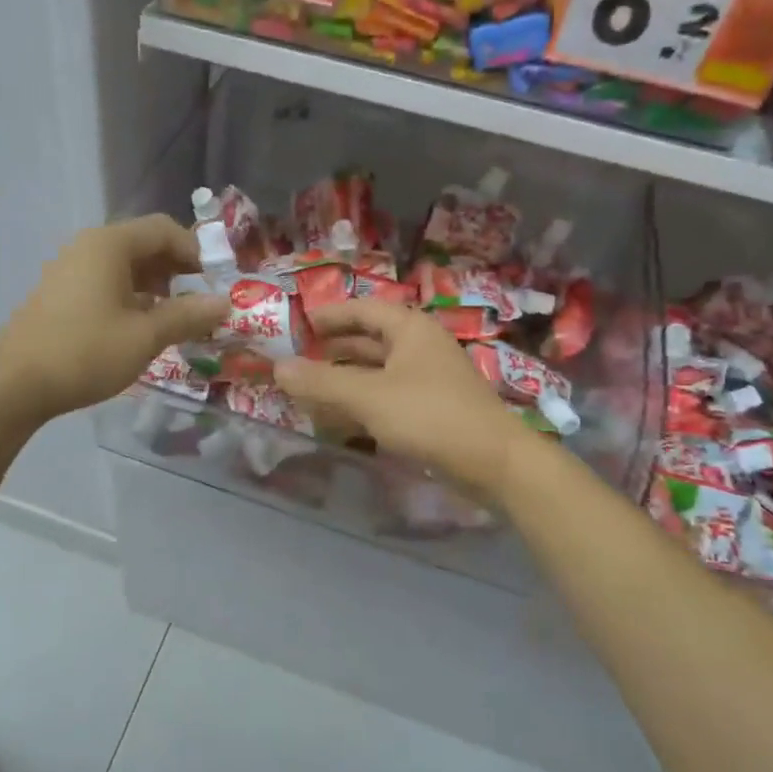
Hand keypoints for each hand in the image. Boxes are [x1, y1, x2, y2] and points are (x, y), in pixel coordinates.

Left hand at [0, 216, 228, 422]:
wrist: (14, 384)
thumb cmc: (86, 352)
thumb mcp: (145, 336)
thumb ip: (188, 315)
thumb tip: (225, 303)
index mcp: (110, 245)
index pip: (164, 229)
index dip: (196, 251)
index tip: (216, 283)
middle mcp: (88, 247)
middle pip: (144, 245)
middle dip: (178, 270)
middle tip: (201, 302)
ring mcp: (70, 270)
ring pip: (125, 267)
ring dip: (157, 286)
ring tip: (177, 318)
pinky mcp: (61, 294)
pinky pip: (106, 283)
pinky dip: (132, 297)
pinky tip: (142, 327)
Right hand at [275, 301, 532, 498]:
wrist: (494, 462)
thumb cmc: (430, 416)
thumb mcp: (368, 396)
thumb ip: (321, 382)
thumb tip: (277, 367)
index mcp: (409, 329)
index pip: (362, 310)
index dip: (329, 315)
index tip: (298, 323)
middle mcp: (420, 346)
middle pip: (369, 339)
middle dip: (333, 348)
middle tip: (297, 358)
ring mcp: (428, 379)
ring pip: (377, 370)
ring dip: (345, 378)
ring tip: (310, 388)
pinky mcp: (433, 409)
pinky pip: (388, 396)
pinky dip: (362, 401)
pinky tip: (341, 417)